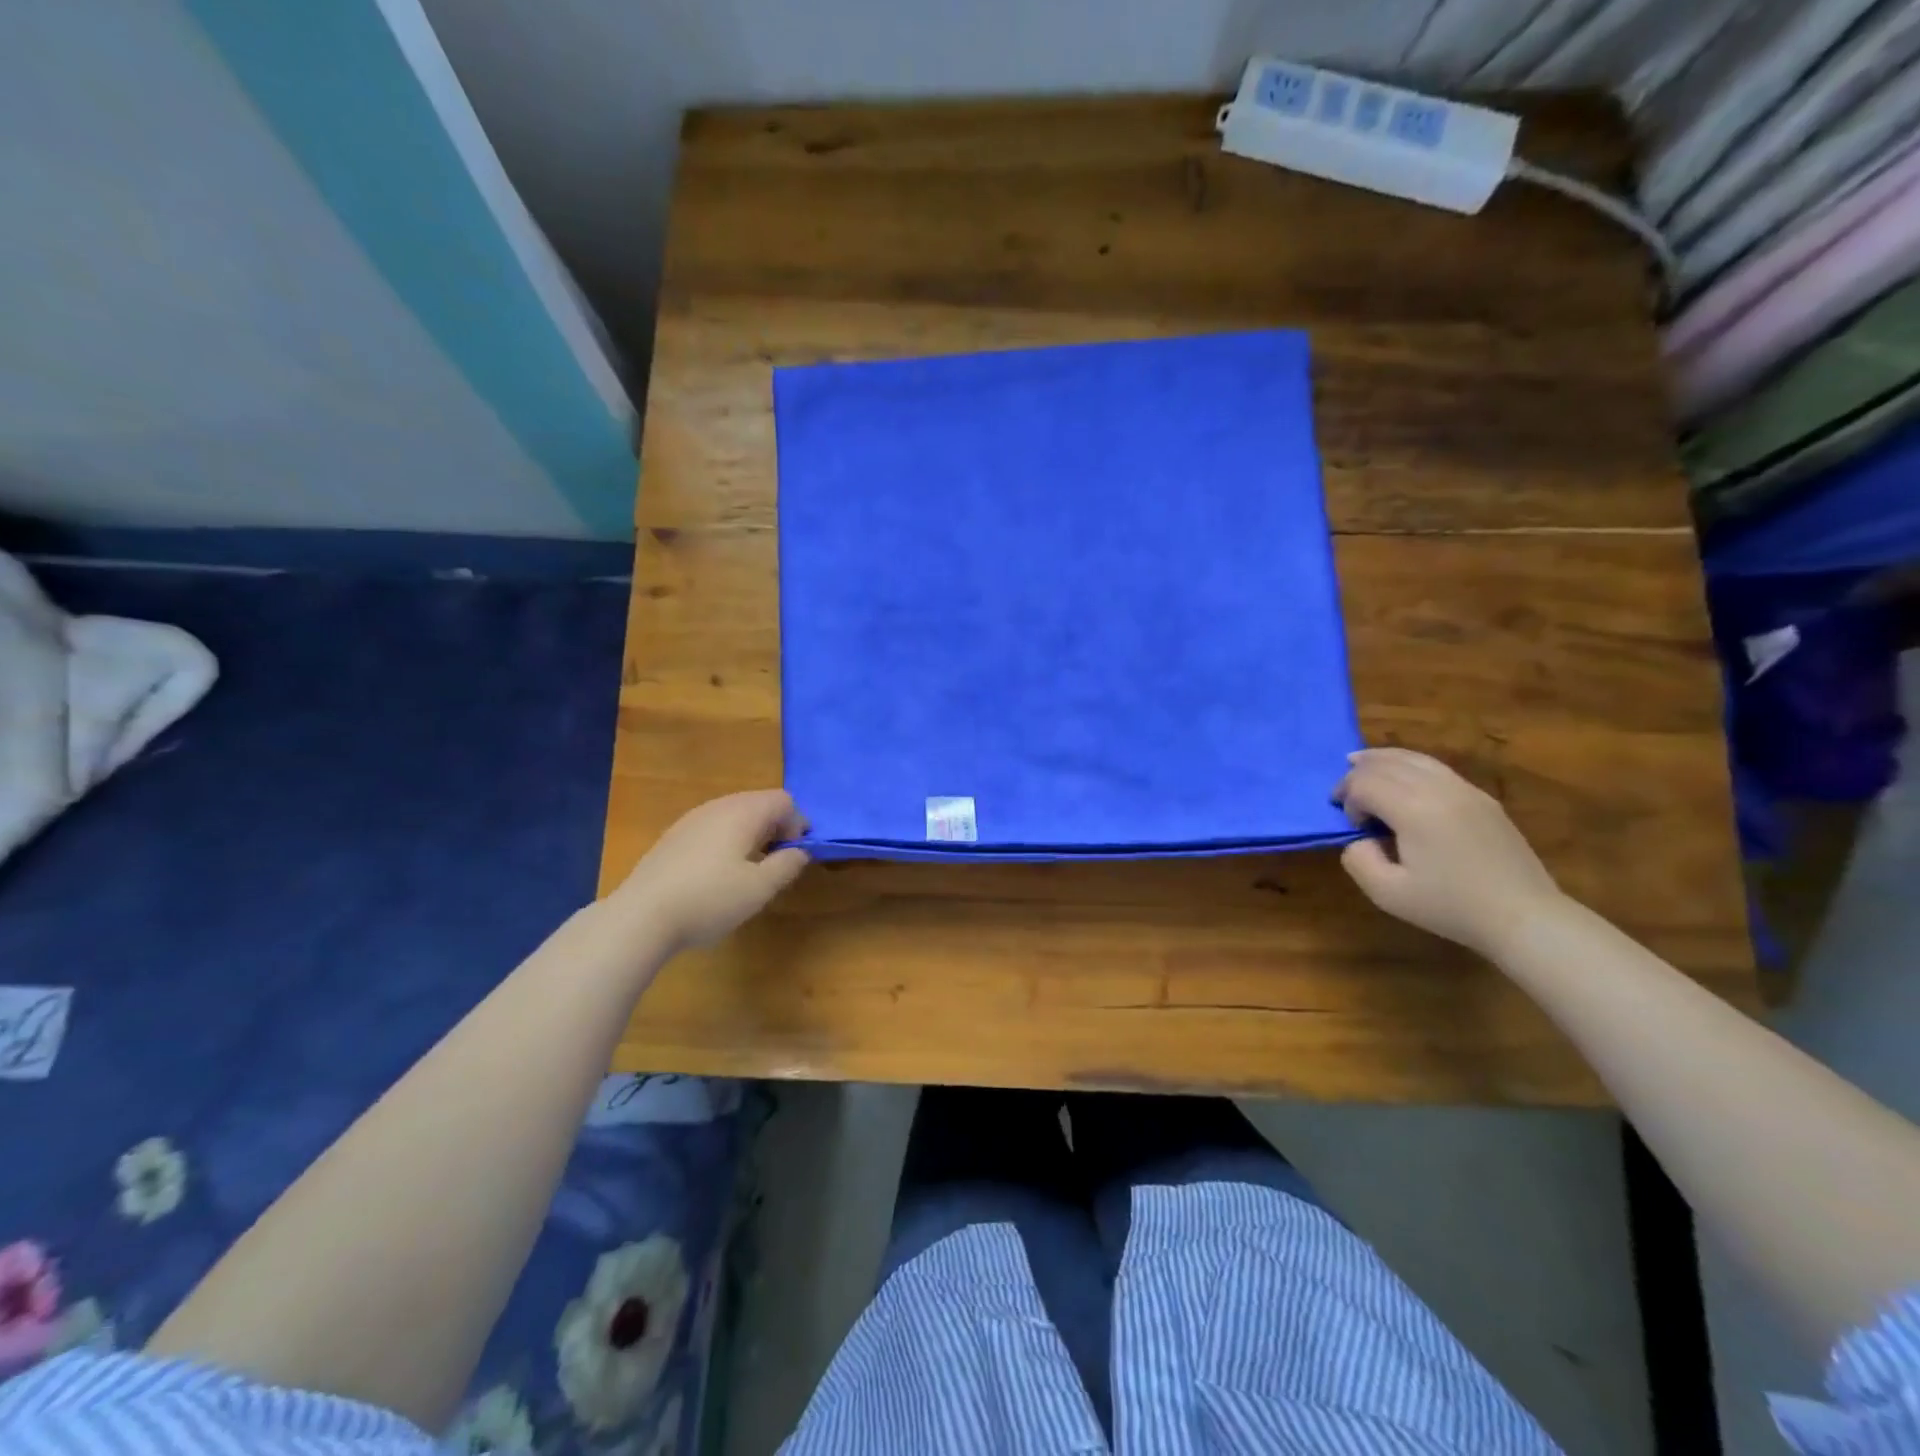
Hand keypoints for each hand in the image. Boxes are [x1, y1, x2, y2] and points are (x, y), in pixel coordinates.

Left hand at [614, 790, 809, 952]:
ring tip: (748, 872)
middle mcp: (718, 806)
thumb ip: (787, 864)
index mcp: (743, 812)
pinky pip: (713, 828)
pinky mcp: (673, 836)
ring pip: (734, 815)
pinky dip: (727, 842)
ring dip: (751, 836)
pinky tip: (716, 875)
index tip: (793, 856)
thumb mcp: (760, 888)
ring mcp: (692, 819)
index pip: (784, 801)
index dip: (798, 825)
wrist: (640, 916)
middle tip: (775, 865)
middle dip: (775, 829)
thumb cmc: (709, 899)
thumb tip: (800, 850)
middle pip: (759, 803)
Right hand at [1332, 748, 1564, 956]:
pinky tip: (1401, 776)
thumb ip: (1358, 859)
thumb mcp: (1387, 894)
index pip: (1364, 784)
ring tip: (1359, 763)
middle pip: (1386, 763)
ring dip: (1381, 760)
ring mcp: (1466, 790)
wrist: (1524, 917)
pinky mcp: (1483, 798)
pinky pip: (1436, 768)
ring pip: (1413, 758)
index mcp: (1414, 809)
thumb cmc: (1451, 907)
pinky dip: (1409, 764)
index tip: (1351, 825)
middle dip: (1357, 775)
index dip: (1347, 799)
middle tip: (1342, 795)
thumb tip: (1359, 838)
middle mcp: (1439, 789)